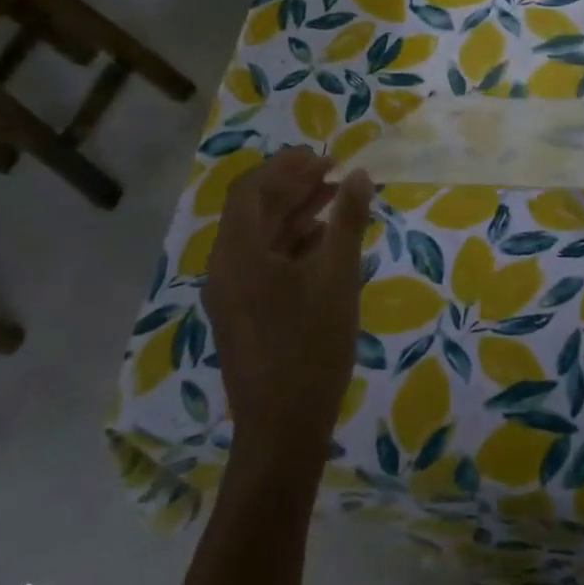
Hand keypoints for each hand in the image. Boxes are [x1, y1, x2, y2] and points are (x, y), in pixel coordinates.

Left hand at [201, 147, 373, 458]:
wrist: (283, 428)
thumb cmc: (311, 346)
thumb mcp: (337, 277)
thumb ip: (347, 220)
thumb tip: (357, 174)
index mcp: (238, 254)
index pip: (251, 190)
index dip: (286, 166)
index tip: (324, 156)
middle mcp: (225, 268)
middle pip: (254, 211)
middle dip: (293, 186)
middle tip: (334, 172)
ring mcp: (231, 294)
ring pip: (260, 238)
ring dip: (294, 214)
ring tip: (335, 200)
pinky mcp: (243, 315)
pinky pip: (263, 264)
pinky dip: (291, 244)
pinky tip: (324, 244)